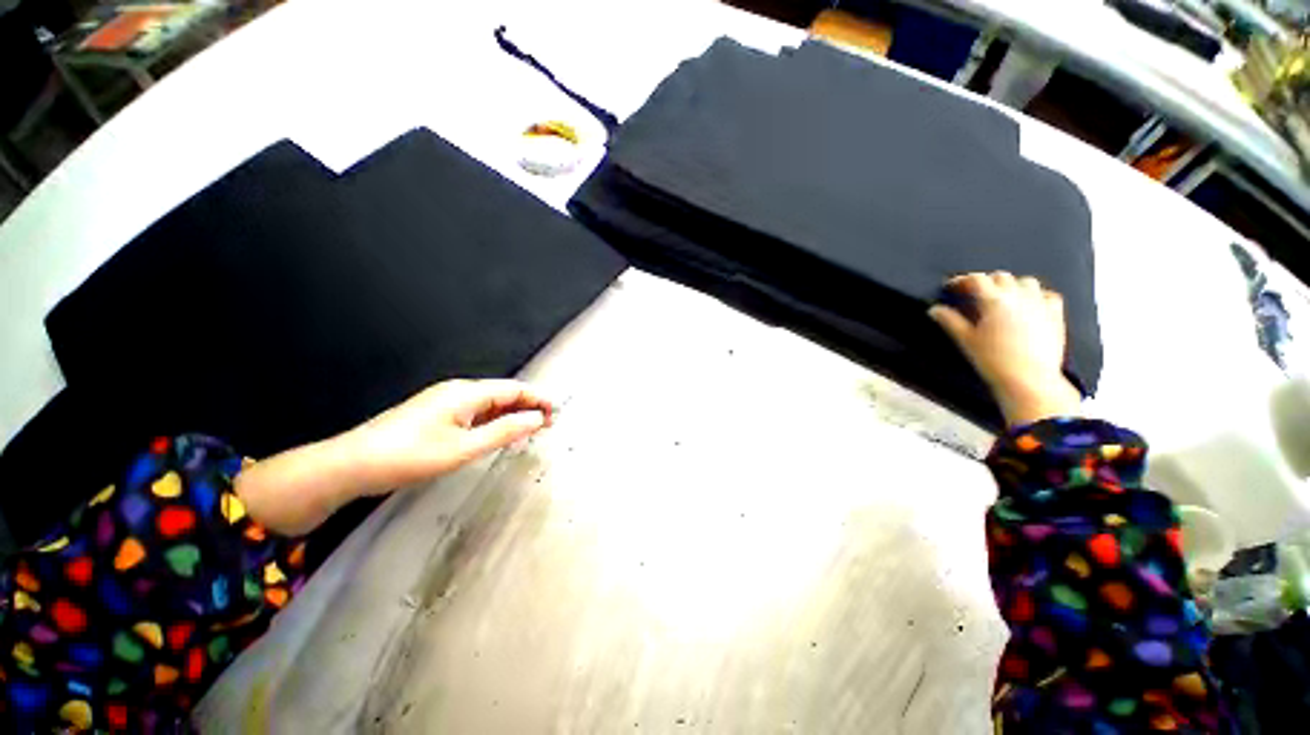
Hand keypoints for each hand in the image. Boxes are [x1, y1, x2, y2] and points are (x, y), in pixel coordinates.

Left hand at [348, 379, 555, 490]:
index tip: (556, 413)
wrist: (351, 465)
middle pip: (503, 393)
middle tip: (547, 426)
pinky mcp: (435, 414)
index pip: (514, 389)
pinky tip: (499, 434)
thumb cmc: (410, 456)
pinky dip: (494, 421)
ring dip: (512, 414)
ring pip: (489, 403)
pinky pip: (475, 412)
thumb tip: (536, 418)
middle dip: (528, 406)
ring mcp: (444, 402)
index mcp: (466, 393)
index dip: (538, 398)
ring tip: (530, 431)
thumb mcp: (463, 448)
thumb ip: (504, 431)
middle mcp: (458, 391)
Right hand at [929, 272, 1081, 426]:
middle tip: (974, 292)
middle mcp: (1018, 297)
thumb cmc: (994, 361)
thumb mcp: (965, 341)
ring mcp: (1039, 304)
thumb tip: (935, 310)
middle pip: (1001, 277)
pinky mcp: (1055, 315)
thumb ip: (950, 321)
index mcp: (994, 302)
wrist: (1029, 379)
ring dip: (1011, 285)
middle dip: (986, 281)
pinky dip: (1037, 295)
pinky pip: (1048, 295)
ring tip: (1002, 296)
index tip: (952, 286)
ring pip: (1026, 281)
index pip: (976, 280)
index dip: (961, 280)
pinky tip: (1030, 304)